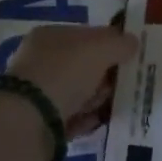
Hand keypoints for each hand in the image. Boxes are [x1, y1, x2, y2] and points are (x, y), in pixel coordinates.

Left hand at [6, 24, 138, 140]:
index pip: (86, 35)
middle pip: (84, 65)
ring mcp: (39, 93)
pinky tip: (99, 123)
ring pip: (79, 93)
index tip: (129, 58)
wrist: (27, 125)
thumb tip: (133, 42)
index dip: (109, 44)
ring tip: (113, 107)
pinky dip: (86, 120)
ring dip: (97, 99)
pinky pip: (71, 118)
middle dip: (105, 76)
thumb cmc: (64, 74)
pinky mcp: (40, 124)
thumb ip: (119, 43)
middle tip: (124, 85)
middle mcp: (42, 61)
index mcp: (50, 36)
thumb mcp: (99, 49)